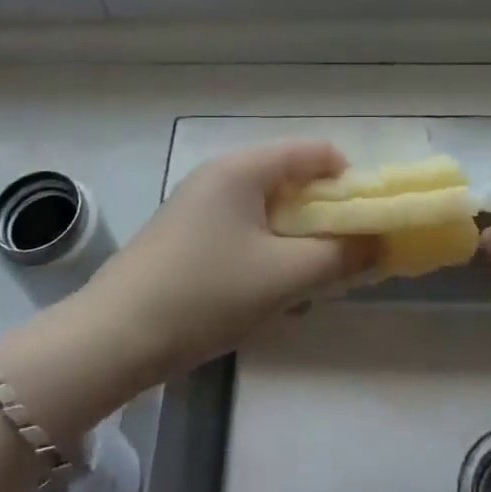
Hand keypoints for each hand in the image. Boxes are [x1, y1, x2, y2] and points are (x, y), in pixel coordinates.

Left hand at [78, 140, 375, 382]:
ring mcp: (199, 203)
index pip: (315, 152)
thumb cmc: (204, 295)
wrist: (112, 338)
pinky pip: (244, 227)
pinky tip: (269, 290)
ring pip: (268, 207)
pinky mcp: (186, 233)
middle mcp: (220, 174)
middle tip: (343, 257)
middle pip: (292, 178)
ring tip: (309, 280)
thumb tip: (378, 242)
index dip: (350, 182)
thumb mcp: (283, 277)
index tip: (367, 223)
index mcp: (243, 168)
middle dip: (325, 216)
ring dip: (297, 238)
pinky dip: (268, 249)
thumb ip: (339, 256)